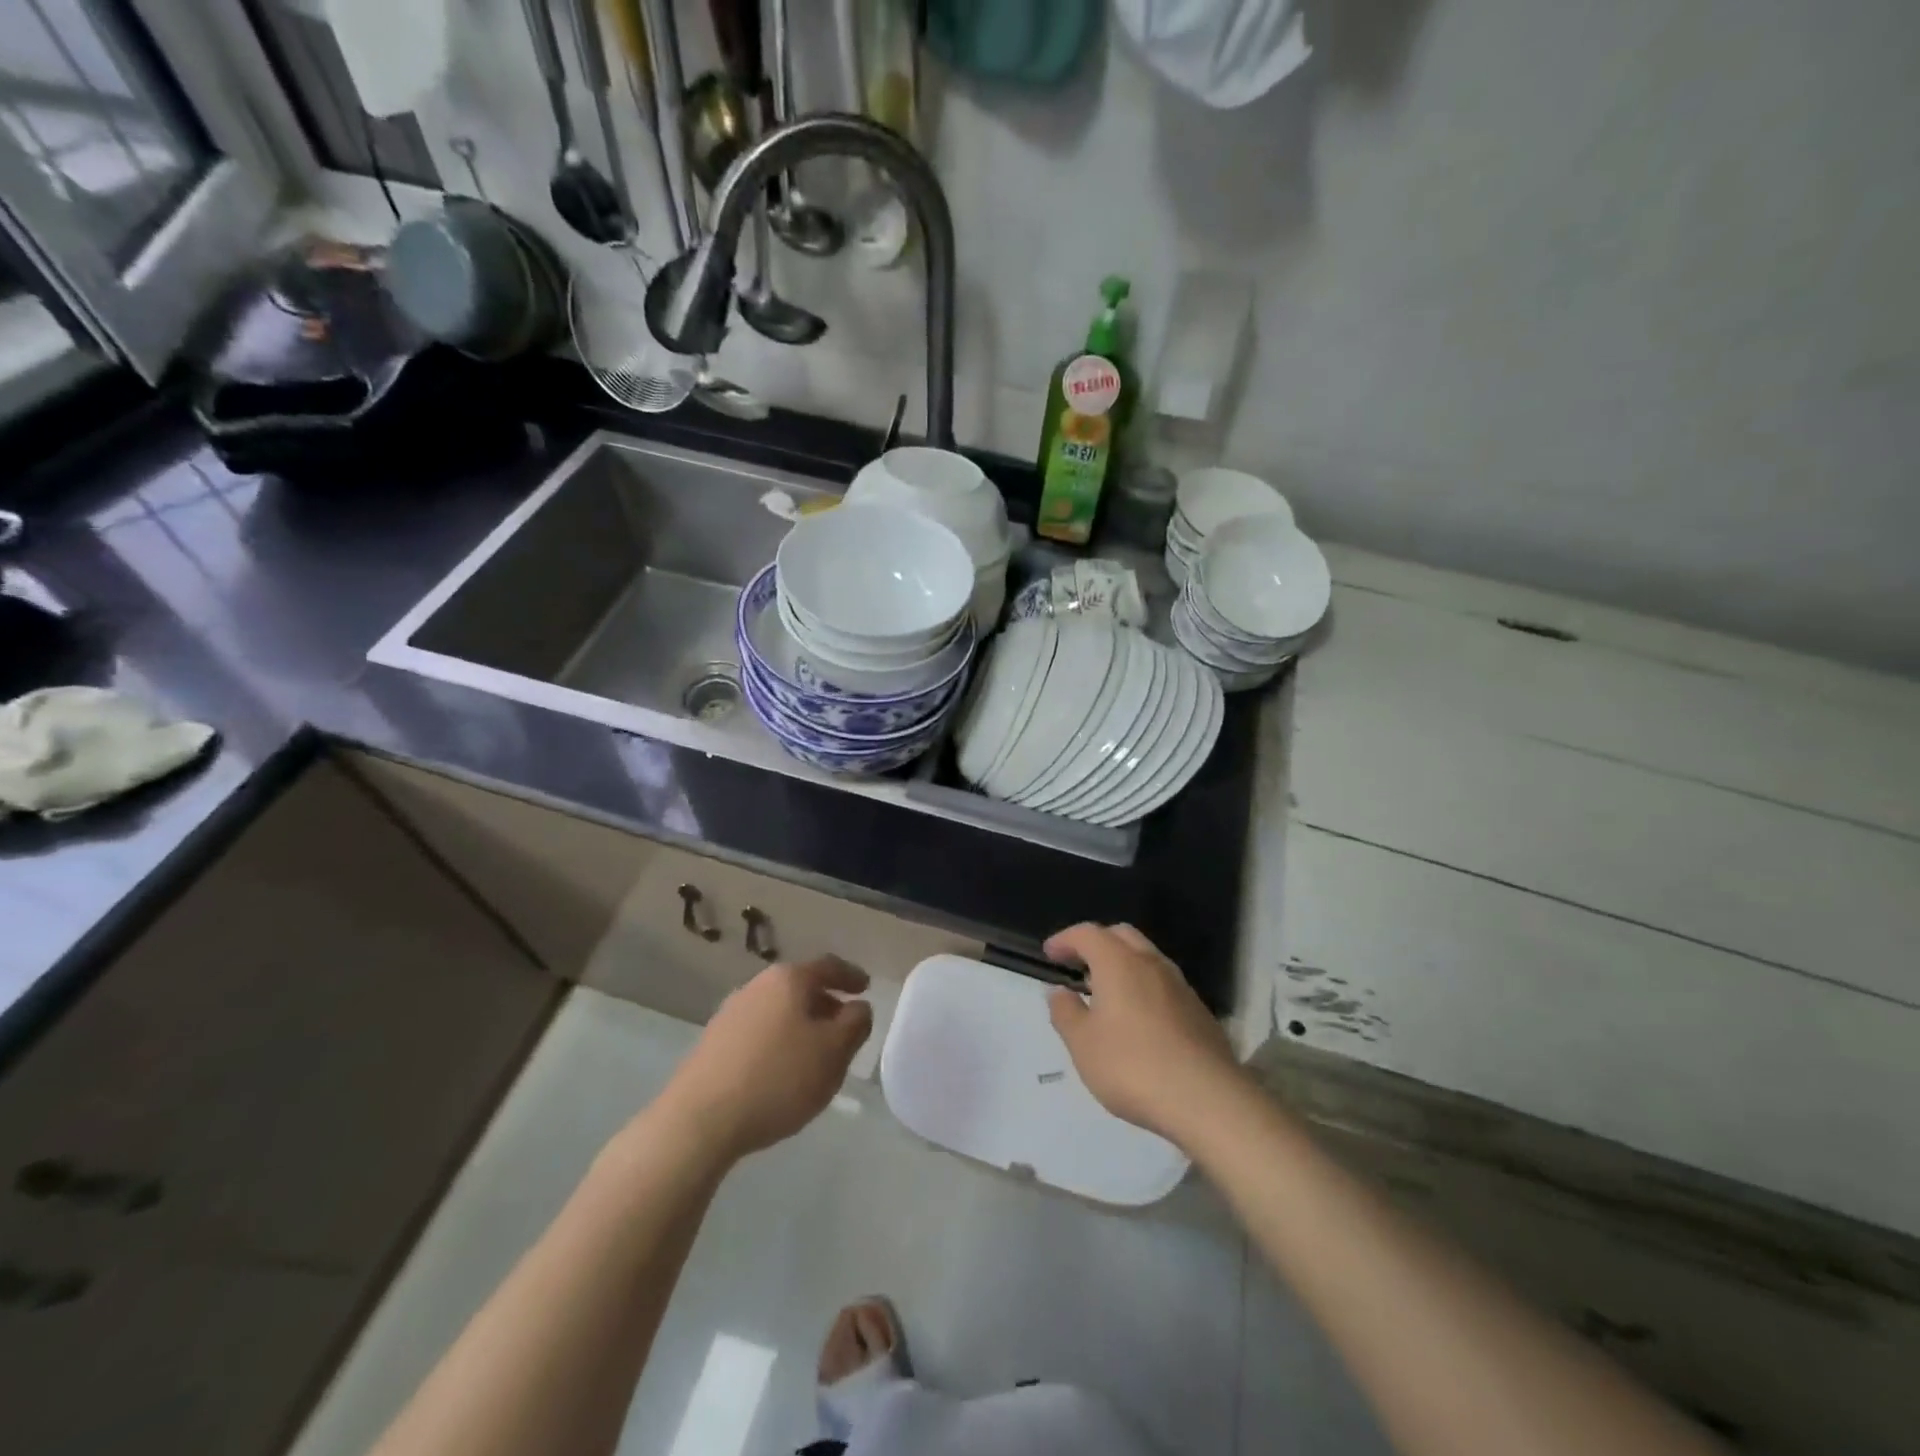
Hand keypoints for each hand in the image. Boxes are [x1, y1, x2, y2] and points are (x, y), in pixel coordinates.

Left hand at [657, 957, 873, 1162]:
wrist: (699, 1121)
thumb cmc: (777, 1079)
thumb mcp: (833, 1053)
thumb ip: (855, 1024)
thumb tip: (858, 1007)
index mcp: (789, 979)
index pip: (828, 966)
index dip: (851, 976)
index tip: (866, 987)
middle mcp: (757, 986)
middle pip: (801, 987)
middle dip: (826, 1004)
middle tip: (845, 1027)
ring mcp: (730, 1013)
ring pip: (778, 1010)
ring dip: (801, 1025)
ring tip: (815, 1054)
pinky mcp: (713, 1043)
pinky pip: (758, 1032)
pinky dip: (778, 1041)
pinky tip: (781, 1071)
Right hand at [1045, 923, 1241, 1144]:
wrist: (1207, 1099)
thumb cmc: (1132, 1066)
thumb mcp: (1083, 1044)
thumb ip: (1065, 1013)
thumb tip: (1059, 992)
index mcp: (1119, 962)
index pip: (1087, 933)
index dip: (1065, 939)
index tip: (1050, 954)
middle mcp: (1151, 963)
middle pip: (1121, 935)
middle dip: (1097, 943)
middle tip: (1078, 965)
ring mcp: (1180, 986)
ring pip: (1146, 958)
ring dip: (1123, 964)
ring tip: (1106, 993)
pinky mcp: (1199, 1011)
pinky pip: (1164, 985)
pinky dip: (1144, 987)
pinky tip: (1138, 1019)